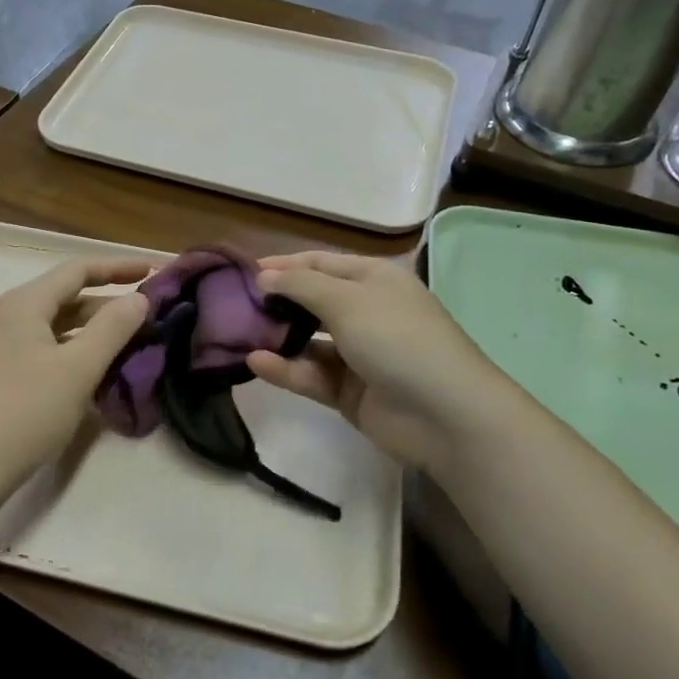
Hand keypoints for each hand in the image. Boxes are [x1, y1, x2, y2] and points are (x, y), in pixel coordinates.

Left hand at [0, 256, 151, 514]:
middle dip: (109, 302)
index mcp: (25, 303)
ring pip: (57, 326)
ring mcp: (1, 346)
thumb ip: (113, 328)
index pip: (78, 270)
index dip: (118, 267)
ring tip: (131, 341)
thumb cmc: (26, 411)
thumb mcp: (78, 368)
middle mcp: (9, 316)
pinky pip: (46, 349)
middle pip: (66, 296)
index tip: (154, 271)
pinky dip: (75, 351)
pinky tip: (96, 370)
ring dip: (93, 329)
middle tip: (149, 313)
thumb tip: (139, 297)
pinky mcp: (0, 374)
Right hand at [246, 252, 491, 470]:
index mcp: (372, 279)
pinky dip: (286, 368)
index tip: (242, 272)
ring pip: (307, 340)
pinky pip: (311, 374)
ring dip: (276, 338)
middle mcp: (364, 311)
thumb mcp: (347, 300)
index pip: (319, 264)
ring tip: (237, 337)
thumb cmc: (397, 339)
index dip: (282, 265)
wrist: (445, 414)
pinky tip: (257, 363)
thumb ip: (300, 286)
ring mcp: (358, 353)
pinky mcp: (349, 390)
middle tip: (232, 307)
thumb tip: (263, 276)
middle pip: (310, 301)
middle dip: (275, 303)